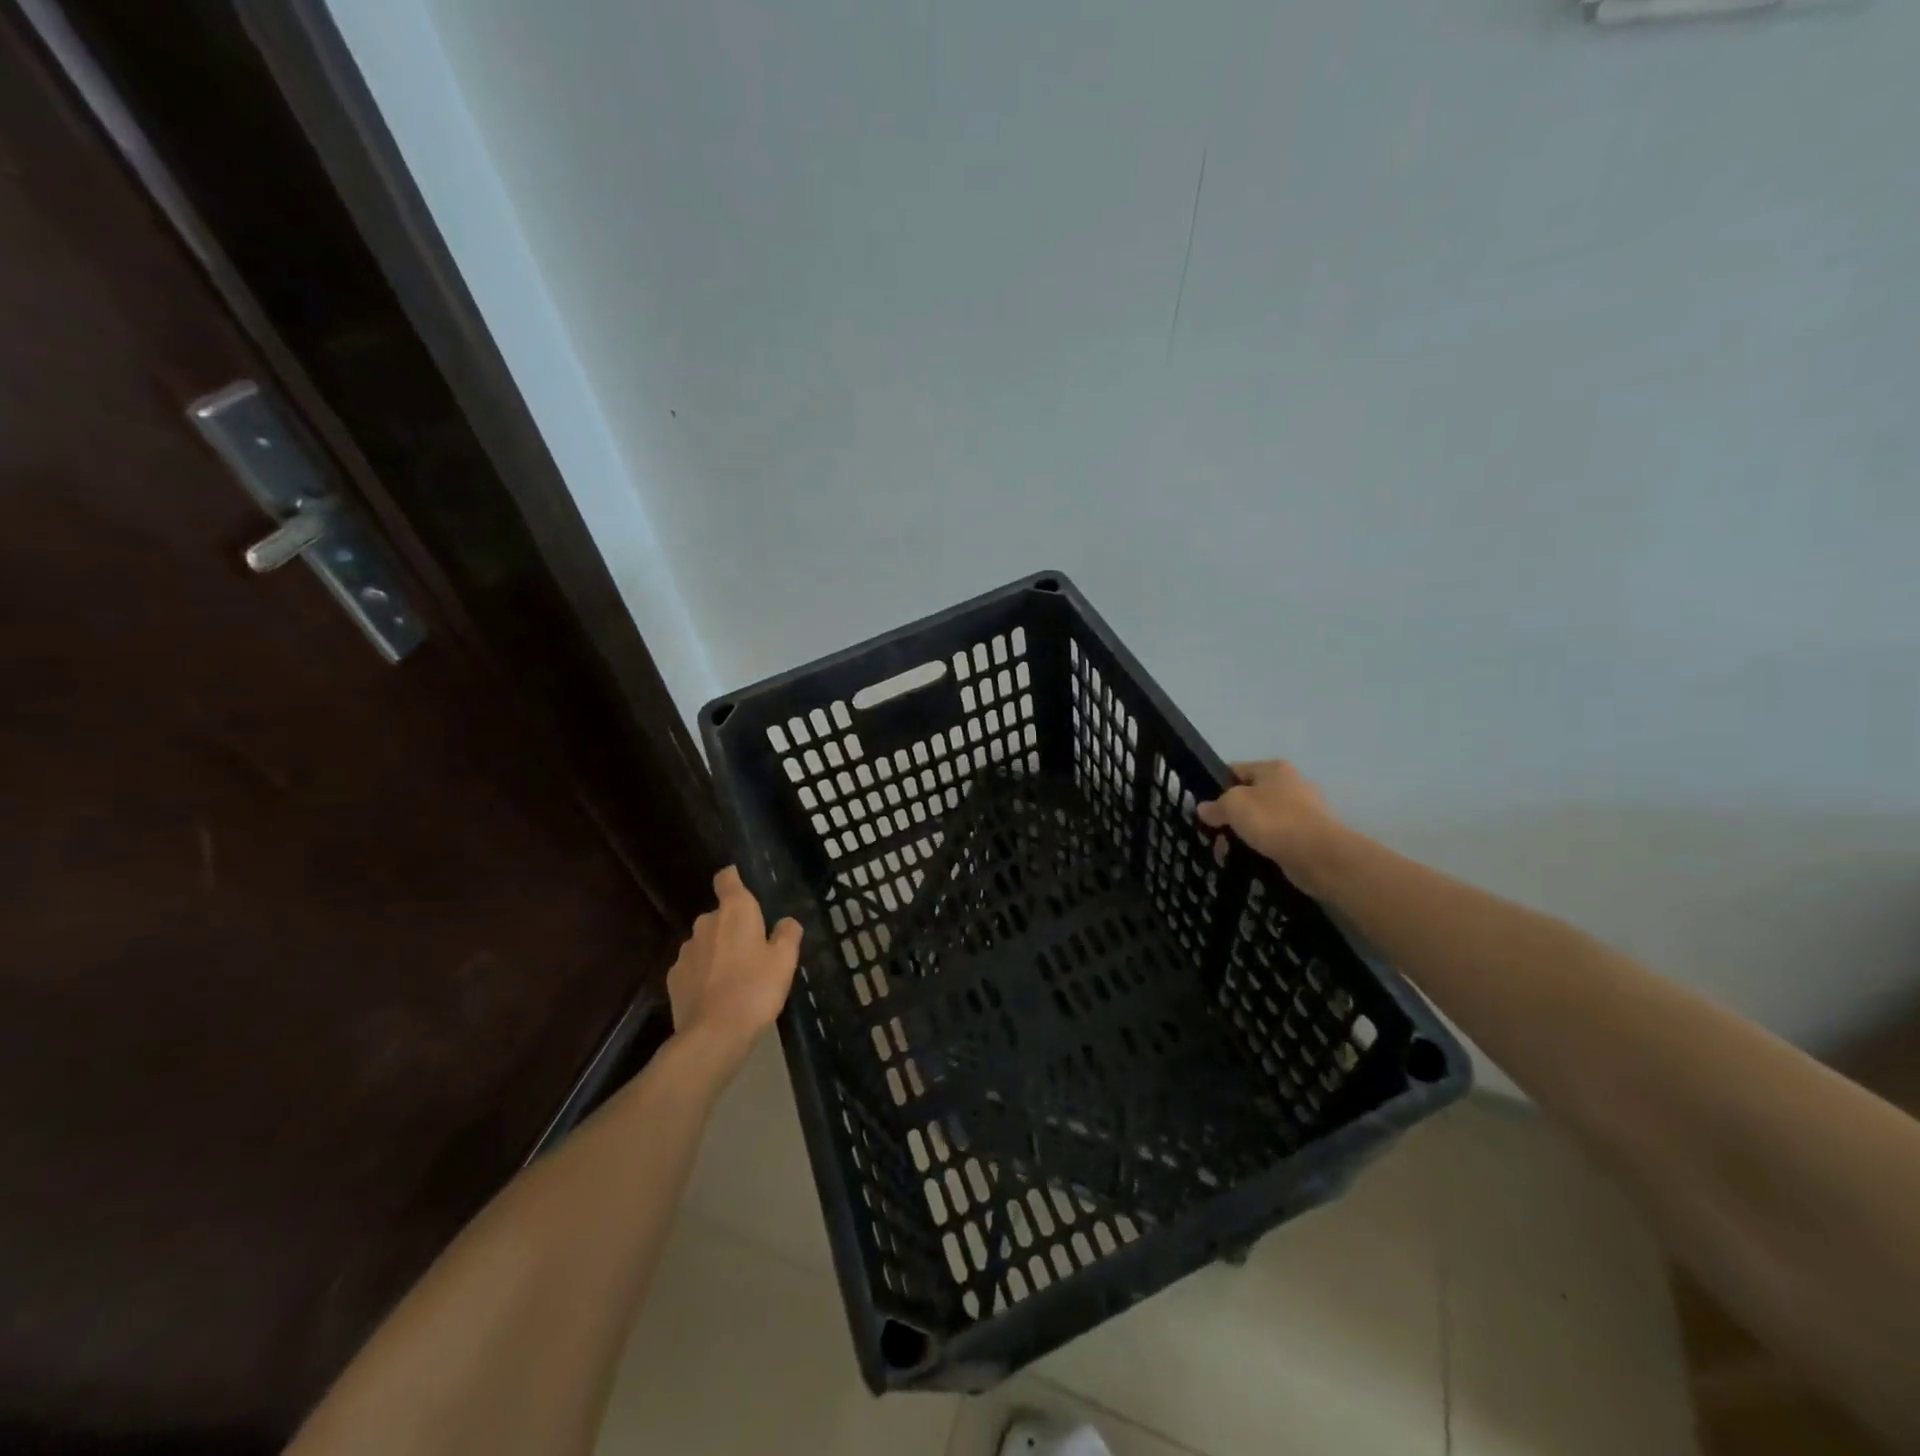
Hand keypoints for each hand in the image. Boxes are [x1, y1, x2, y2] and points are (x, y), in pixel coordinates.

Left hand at [666, 867, 801, 1069]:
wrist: (713, 1035)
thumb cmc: (755, 989)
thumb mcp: (785, 961)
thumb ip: (788, 934)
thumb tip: (785, 922)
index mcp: (735, 912)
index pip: (727, 879)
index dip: (733, 878)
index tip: (740, 883)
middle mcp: (706, 924)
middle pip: (719, 916)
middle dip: (732, 927)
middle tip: (752, 950)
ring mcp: (685, 951)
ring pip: (705, 943)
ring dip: (718, 951)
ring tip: (734, 977)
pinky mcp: (673, 978)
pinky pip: (693, 967)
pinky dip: (704, 974)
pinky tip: (716, 994)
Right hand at [1197, 760, 1350, 898]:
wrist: (1318, 856)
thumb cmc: (1273, 820)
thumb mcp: (1233, 805)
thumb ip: (1216, 805)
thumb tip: (1204, 809)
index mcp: (1274, 768)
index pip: (1235, 770)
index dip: (1215, 786)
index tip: (1203, 808)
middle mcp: (1291, 784)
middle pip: (1250, 796)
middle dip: (1231, 815)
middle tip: (1214, 833)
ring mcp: (1303, 811)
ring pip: (1262, 819)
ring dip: (1246, 833)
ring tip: (1228, 851)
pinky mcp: (1309, 836)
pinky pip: (1277, 838)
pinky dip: (1263, 847)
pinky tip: (1250, 859)